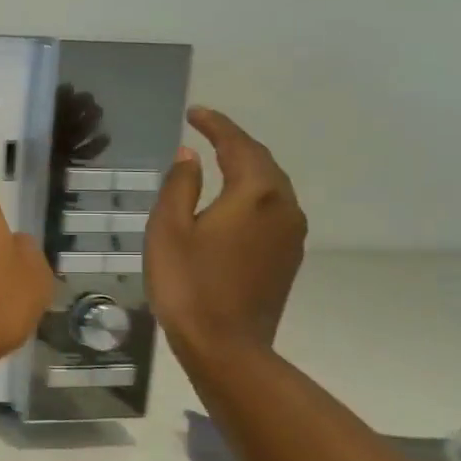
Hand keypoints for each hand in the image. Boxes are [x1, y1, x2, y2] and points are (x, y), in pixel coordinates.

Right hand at [145, 107, 305, 364]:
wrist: (226, 347)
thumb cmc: (188, 285)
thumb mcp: (168, 230)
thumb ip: (179, 185)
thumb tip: (190, 156)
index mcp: (256, 193)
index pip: (237, 144)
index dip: (216, 125)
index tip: (194, 112)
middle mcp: (284, 206)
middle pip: (261, 162)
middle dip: (234, 143)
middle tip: (205, 133)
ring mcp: (292, 235)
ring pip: (271, 187)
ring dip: (246, 169)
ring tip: (218, 162)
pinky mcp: (288, 258)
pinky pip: (273, 211)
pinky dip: (252, 196)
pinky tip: (232, 205)